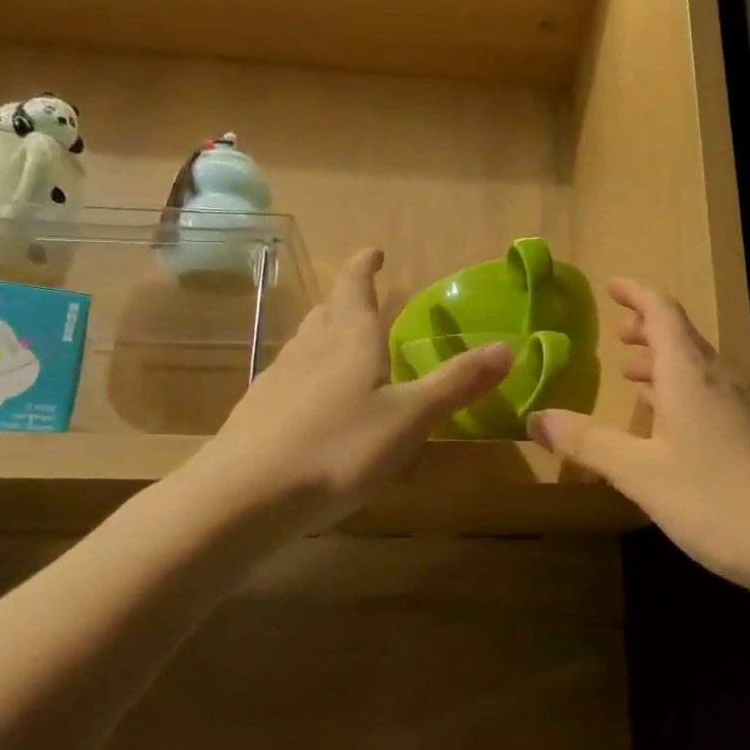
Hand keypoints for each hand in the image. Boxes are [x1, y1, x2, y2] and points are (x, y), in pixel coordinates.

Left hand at [187, 249, 512, 535]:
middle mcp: (310, 348)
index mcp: (350, 339)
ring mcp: (277, 379)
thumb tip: (507, 347)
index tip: (374, 250)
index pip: (355, 285)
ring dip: (326, 335)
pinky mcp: (257, 412)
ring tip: (343, 345)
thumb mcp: (409, 418)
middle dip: (347, 301)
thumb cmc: (338, 449)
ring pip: (305, 343)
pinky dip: (309, 375)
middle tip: (364, 300)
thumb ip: (456, 384)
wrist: (242, 498)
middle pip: (328, 312)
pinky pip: (290, 378)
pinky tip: (314, 404)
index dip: (364, 266)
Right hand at [528, 279, 749, 594]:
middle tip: (616, 329)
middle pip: (680, 335)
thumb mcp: (639, 471)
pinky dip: (675, 389)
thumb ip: (588, 442)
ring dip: (660, 360)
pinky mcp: (745, 434)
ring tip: (629, 370)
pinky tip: (662, 417)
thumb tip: (535, 418)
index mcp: (689, 373)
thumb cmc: (713, 497)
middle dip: (646, 326)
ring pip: (693, 366)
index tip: (610, 285)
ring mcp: (736, 407)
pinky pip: (703, 392)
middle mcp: (716, 379)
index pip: (662, 312)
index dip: (636, 293)